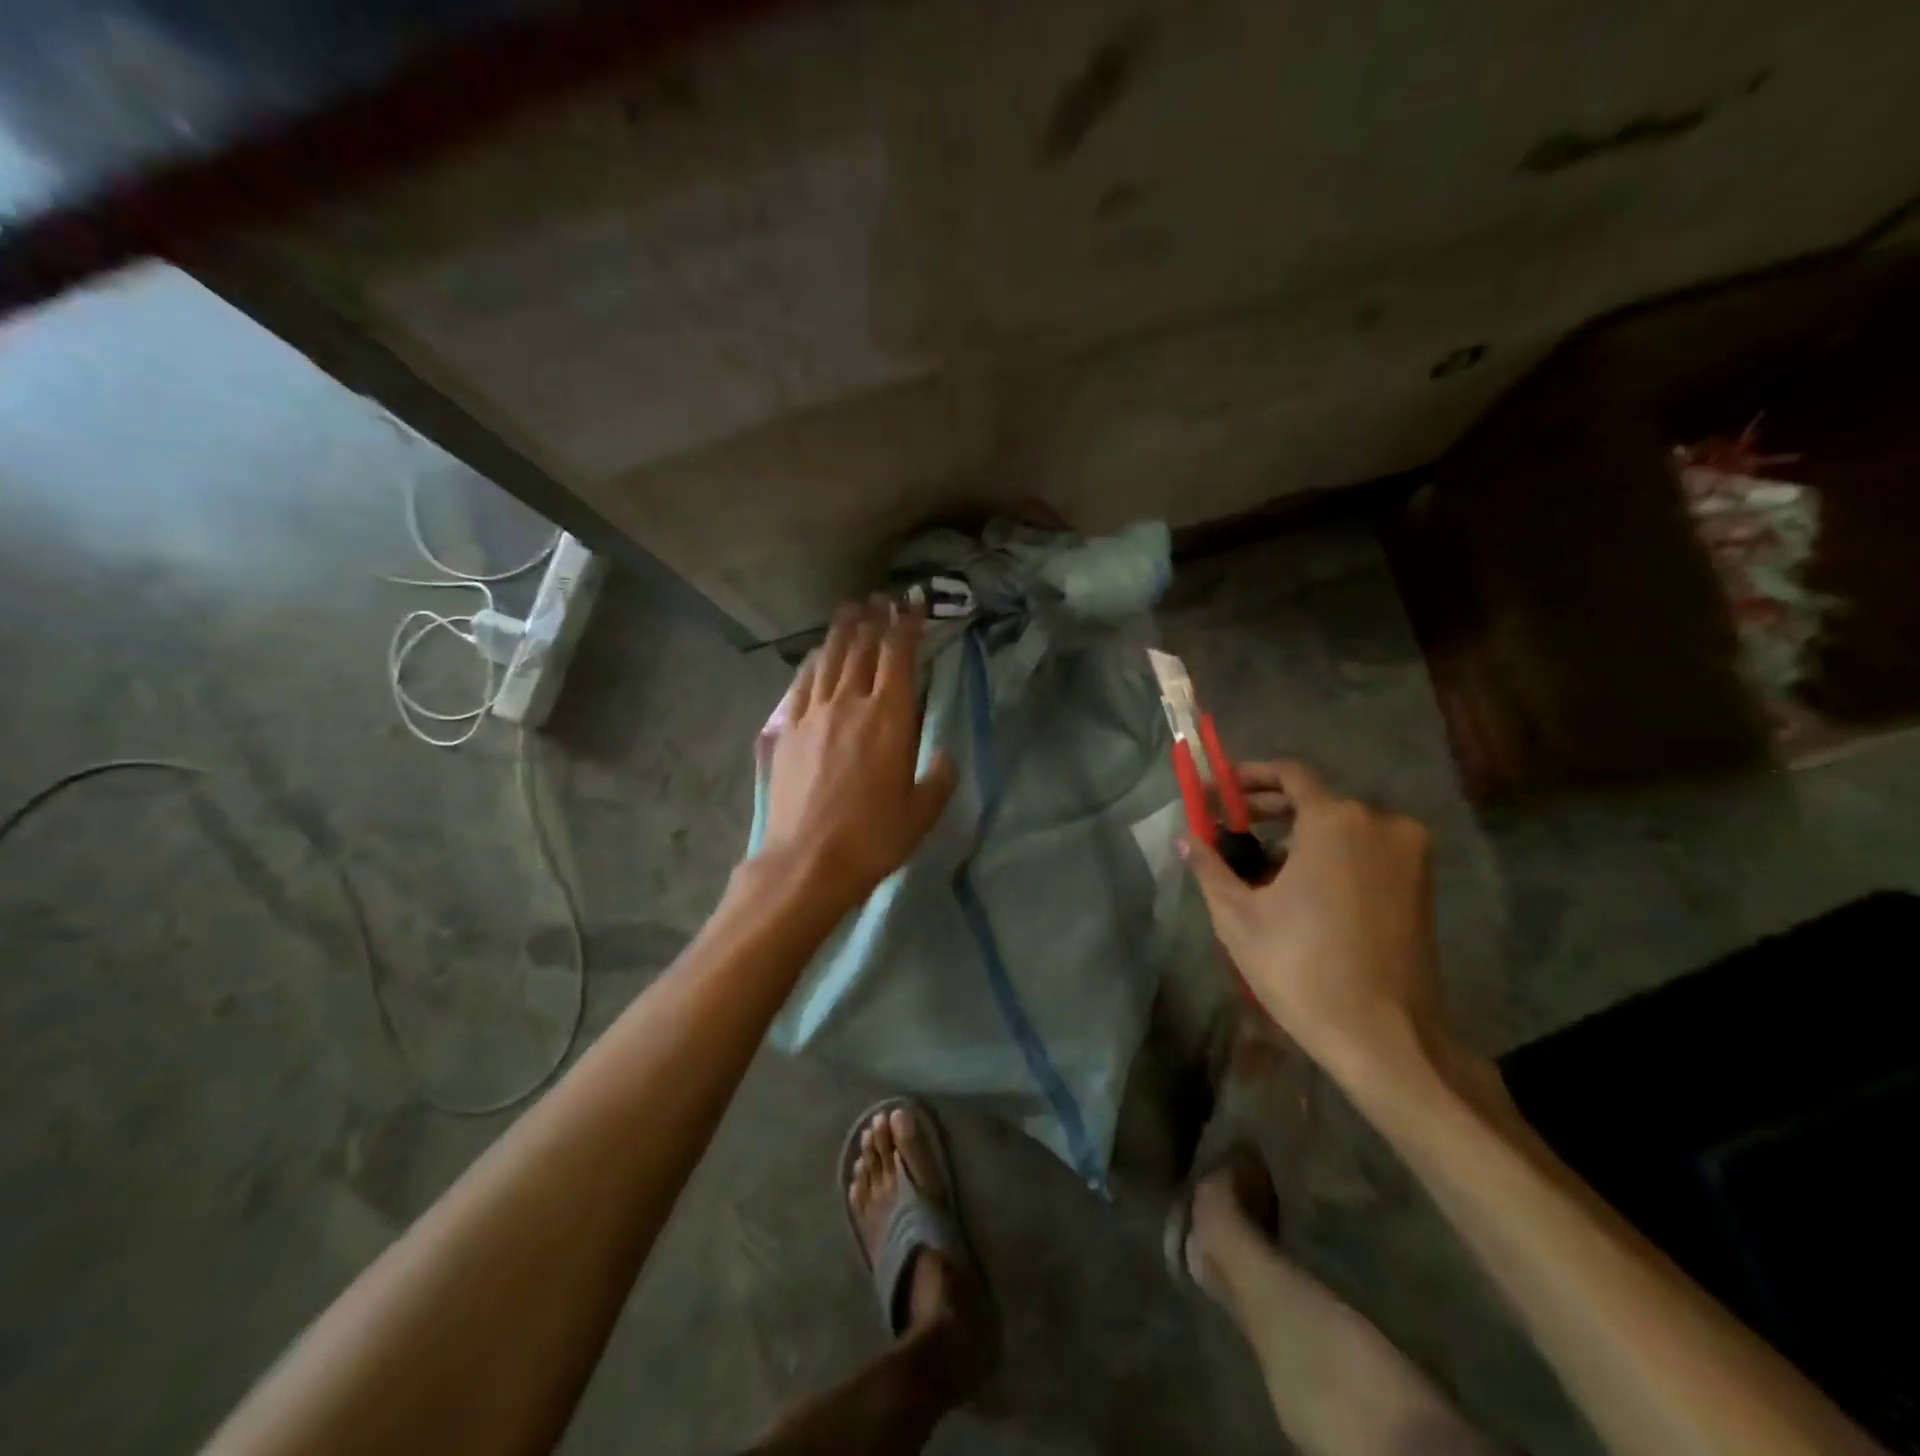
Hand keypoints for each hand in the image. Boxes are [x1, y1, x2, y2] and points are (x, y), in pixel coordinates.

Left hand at [755, 599, 956, 910]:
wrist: (807, 861)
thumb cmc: (873, 838)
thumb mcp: (922, 812)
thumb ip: (940, 778)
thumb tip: (947, 755)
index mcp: (889, 718)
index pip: (899, 656)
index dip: (908, 625)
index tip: (913, 603)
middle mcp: (850, 703)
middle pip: (862, 648)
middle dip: (875, 619)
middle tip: (881, 598)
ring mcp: (814, 714)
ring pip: (829, 659)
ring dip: (842, 631)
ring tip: (850, 609)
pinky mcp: (789, 730)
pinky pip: (802, 684)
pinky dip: (813, 662)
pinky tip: (816, 655)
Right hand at [1181, 759, 1447, 1086]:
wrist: (1386, 1038)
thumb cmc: (1302, 969)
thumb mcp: (1239, 917)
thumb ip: (1209, 867)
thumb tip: (1184, 838)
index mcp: (1336, 821)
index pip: (1290, 773)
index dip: (1249, 776)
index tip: (1218, 791)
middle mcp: (1380, 823)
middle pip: (1315, 797)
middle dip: (1268, 806)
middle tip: (1228, 823)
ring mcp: (1408, 853)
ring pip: (1341, 824)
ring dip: (1298, 832)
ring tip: (1258, 862)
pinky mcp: (1420, 882)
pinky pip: (1365, 848)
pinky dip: (1330, 852)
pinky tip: (1298, 884)